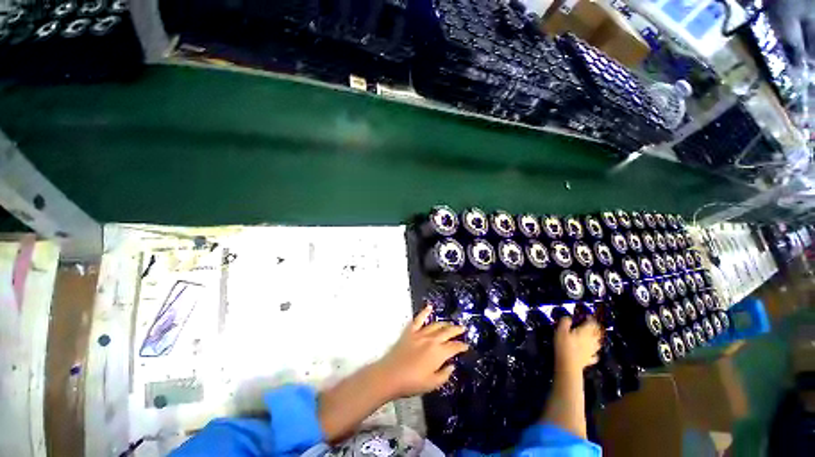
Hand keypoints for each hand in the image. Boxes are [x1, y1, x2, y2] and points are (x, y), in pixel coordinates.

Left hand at [374, 305, 469, 398]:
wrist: (390, 375)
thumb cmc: (412, 383)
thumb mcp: (432, 384)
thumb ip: (444, 374)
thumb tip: (451, 365)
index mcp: (439, 353)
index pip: (454, 347)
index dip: (461, 346)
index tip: (466, 345)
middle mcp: (431, 340)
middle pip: (447, 332)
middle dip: (456, 330)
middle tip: (463, 328)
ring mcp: (420, 333)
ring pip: (436, 324)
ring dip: (444, 323)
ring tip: (450, 322)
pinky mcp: (410, 331)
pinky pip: (418, 319)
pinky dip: (424, 312)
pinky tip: (429, 307)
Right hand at [554, 316, 601, 372]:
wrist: (568, 364)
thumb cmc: (564, 345)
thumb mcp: (560, 330)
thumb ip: (565, 322)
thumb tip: (568, 317)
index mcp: (585, 332)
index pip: (591, 323)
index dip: (590, 319)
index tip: (587, 316)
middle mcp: (591, 341)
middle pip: (597, 333)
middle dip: (596, 329)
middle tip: (593, 326)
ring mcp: (591, 351)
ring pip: (598, 343)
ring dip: (597, 339)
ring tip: (594, 337)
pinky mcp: (589, 360)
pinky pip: (595, 356)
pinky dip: (594, 353)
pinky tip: (592, 353)